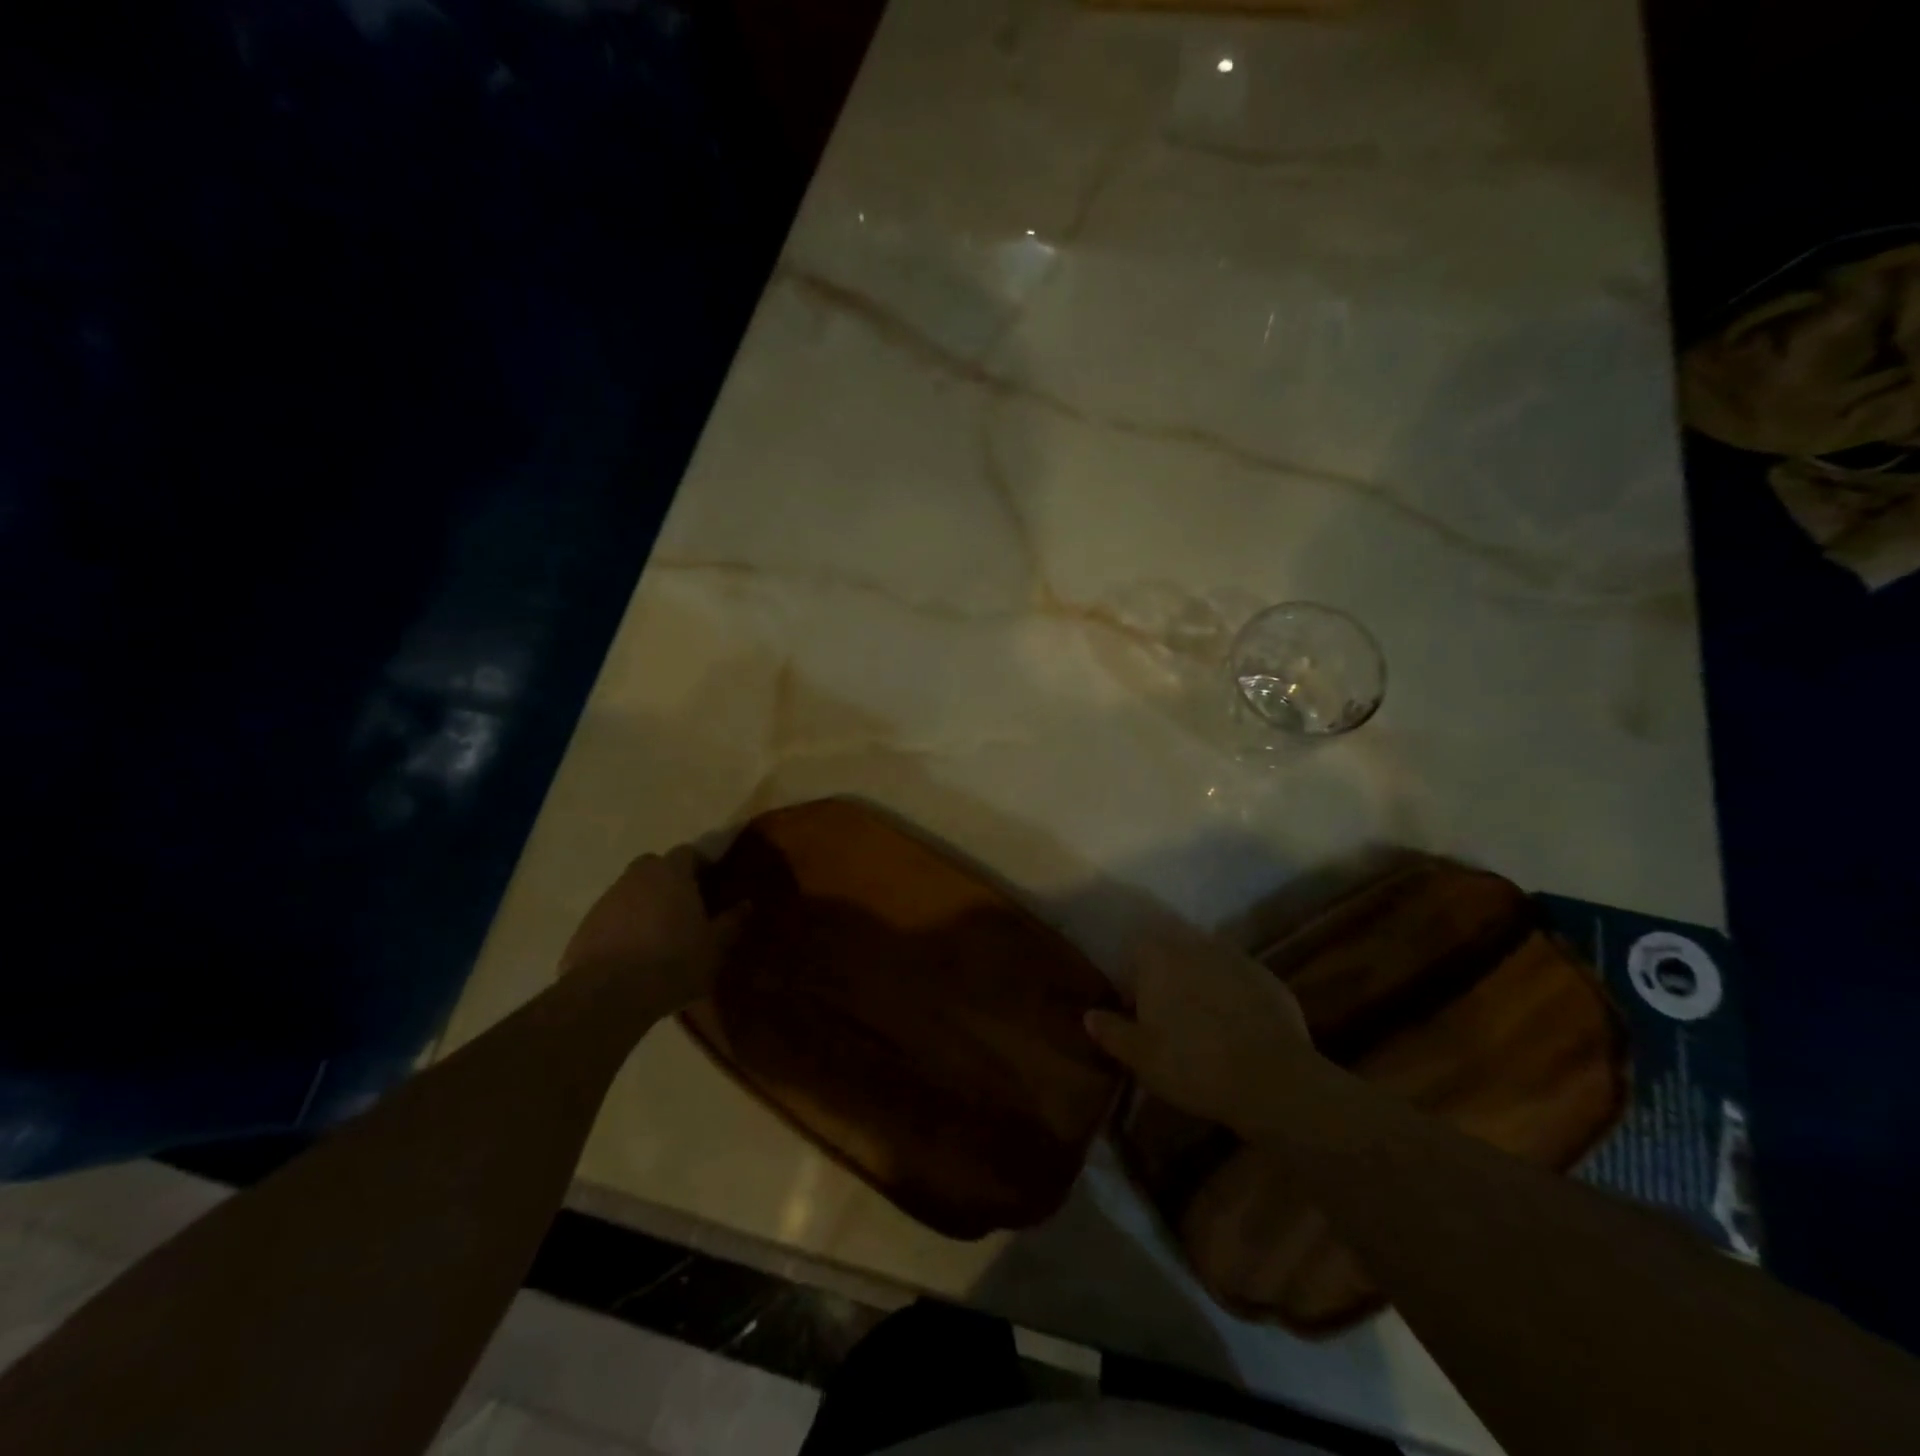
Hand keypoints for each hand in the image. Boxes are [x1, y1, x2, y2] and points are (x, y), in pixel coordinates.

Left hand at [559, 846, 747, 1012]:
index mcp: (671, 873)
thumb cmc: (673, 962)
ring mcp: (606, 901)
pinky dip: (622, 928)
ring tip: (658, 935)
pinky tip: (632, 956)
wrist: (608, 995)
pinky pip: (610, 919)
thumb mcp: (715, 946)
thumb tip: (746, 904)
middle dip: (668, 879)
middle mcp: (636, 877)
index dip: (700, 865)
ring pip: (630, 892)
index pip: (687, 853)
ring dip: (643, 905)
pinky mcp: (584, 928)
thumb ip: (731, 922)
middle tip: (683, 906)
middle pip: (654, 866)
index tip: (711, 883)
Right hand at [1085, 923, 1313, 1132]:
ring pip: (1207, 958)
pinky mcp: (1268, 977)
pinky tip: (1236, 1023)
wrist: (1273, 1081)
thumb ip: (1111, 1031)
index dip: (1134, 972)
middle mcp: (1195, 945)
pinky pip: (1239, 977)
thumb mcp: (1141, 1057)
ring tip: (1201, 1016)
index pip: (1137, 947)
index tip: (1135, 1003)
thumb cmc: (1193, 1065)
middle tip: (1167, 1009)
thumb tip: (1089, 1014)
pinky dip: (1233, 992)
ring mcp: (1236, 958)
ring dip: (1200, 977)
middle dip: (1167, 970)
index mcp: (1158, 957)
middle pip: (1173, 947)